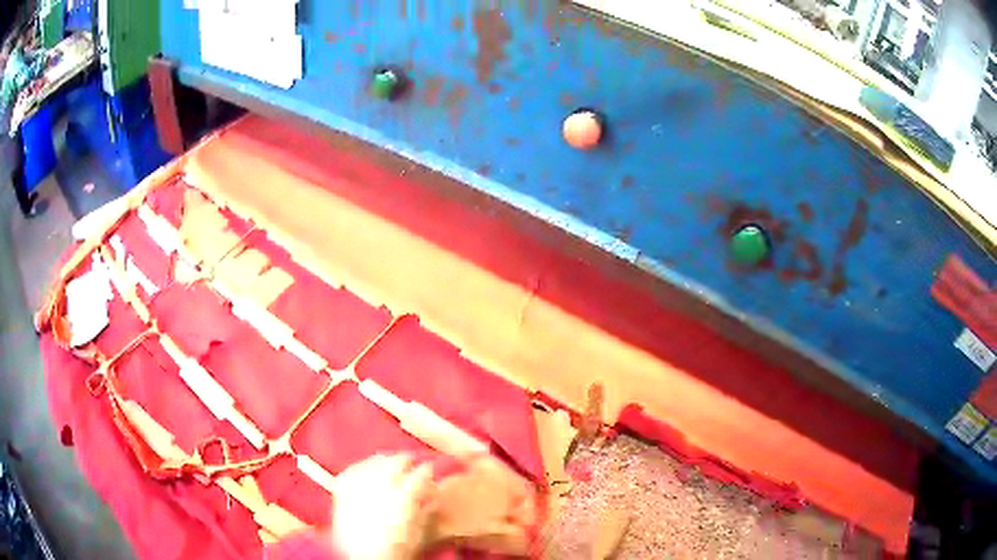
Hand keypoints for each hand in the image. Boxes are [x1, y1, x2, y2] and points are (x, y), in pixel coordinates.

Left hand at [329, 454, 433, 559]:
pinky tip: (366, 468)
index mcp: (405, 496)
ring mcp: (360, 484)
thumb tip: (433, 498)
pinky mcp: (343, 488)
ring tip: (390, 464)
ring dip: (385, 461)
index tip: (431, 472)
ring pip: (375, 461)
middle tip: (412, 464)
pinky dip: (362, 466)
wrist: (362, 559)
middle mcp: (382, 485)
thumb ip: (427, 512)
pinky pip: (353, 468)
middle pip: (397, 461)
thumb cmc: (396, 549)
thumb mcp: (419, 533)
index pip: (422, 473)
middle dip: (407, 461)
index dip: (428, 470)